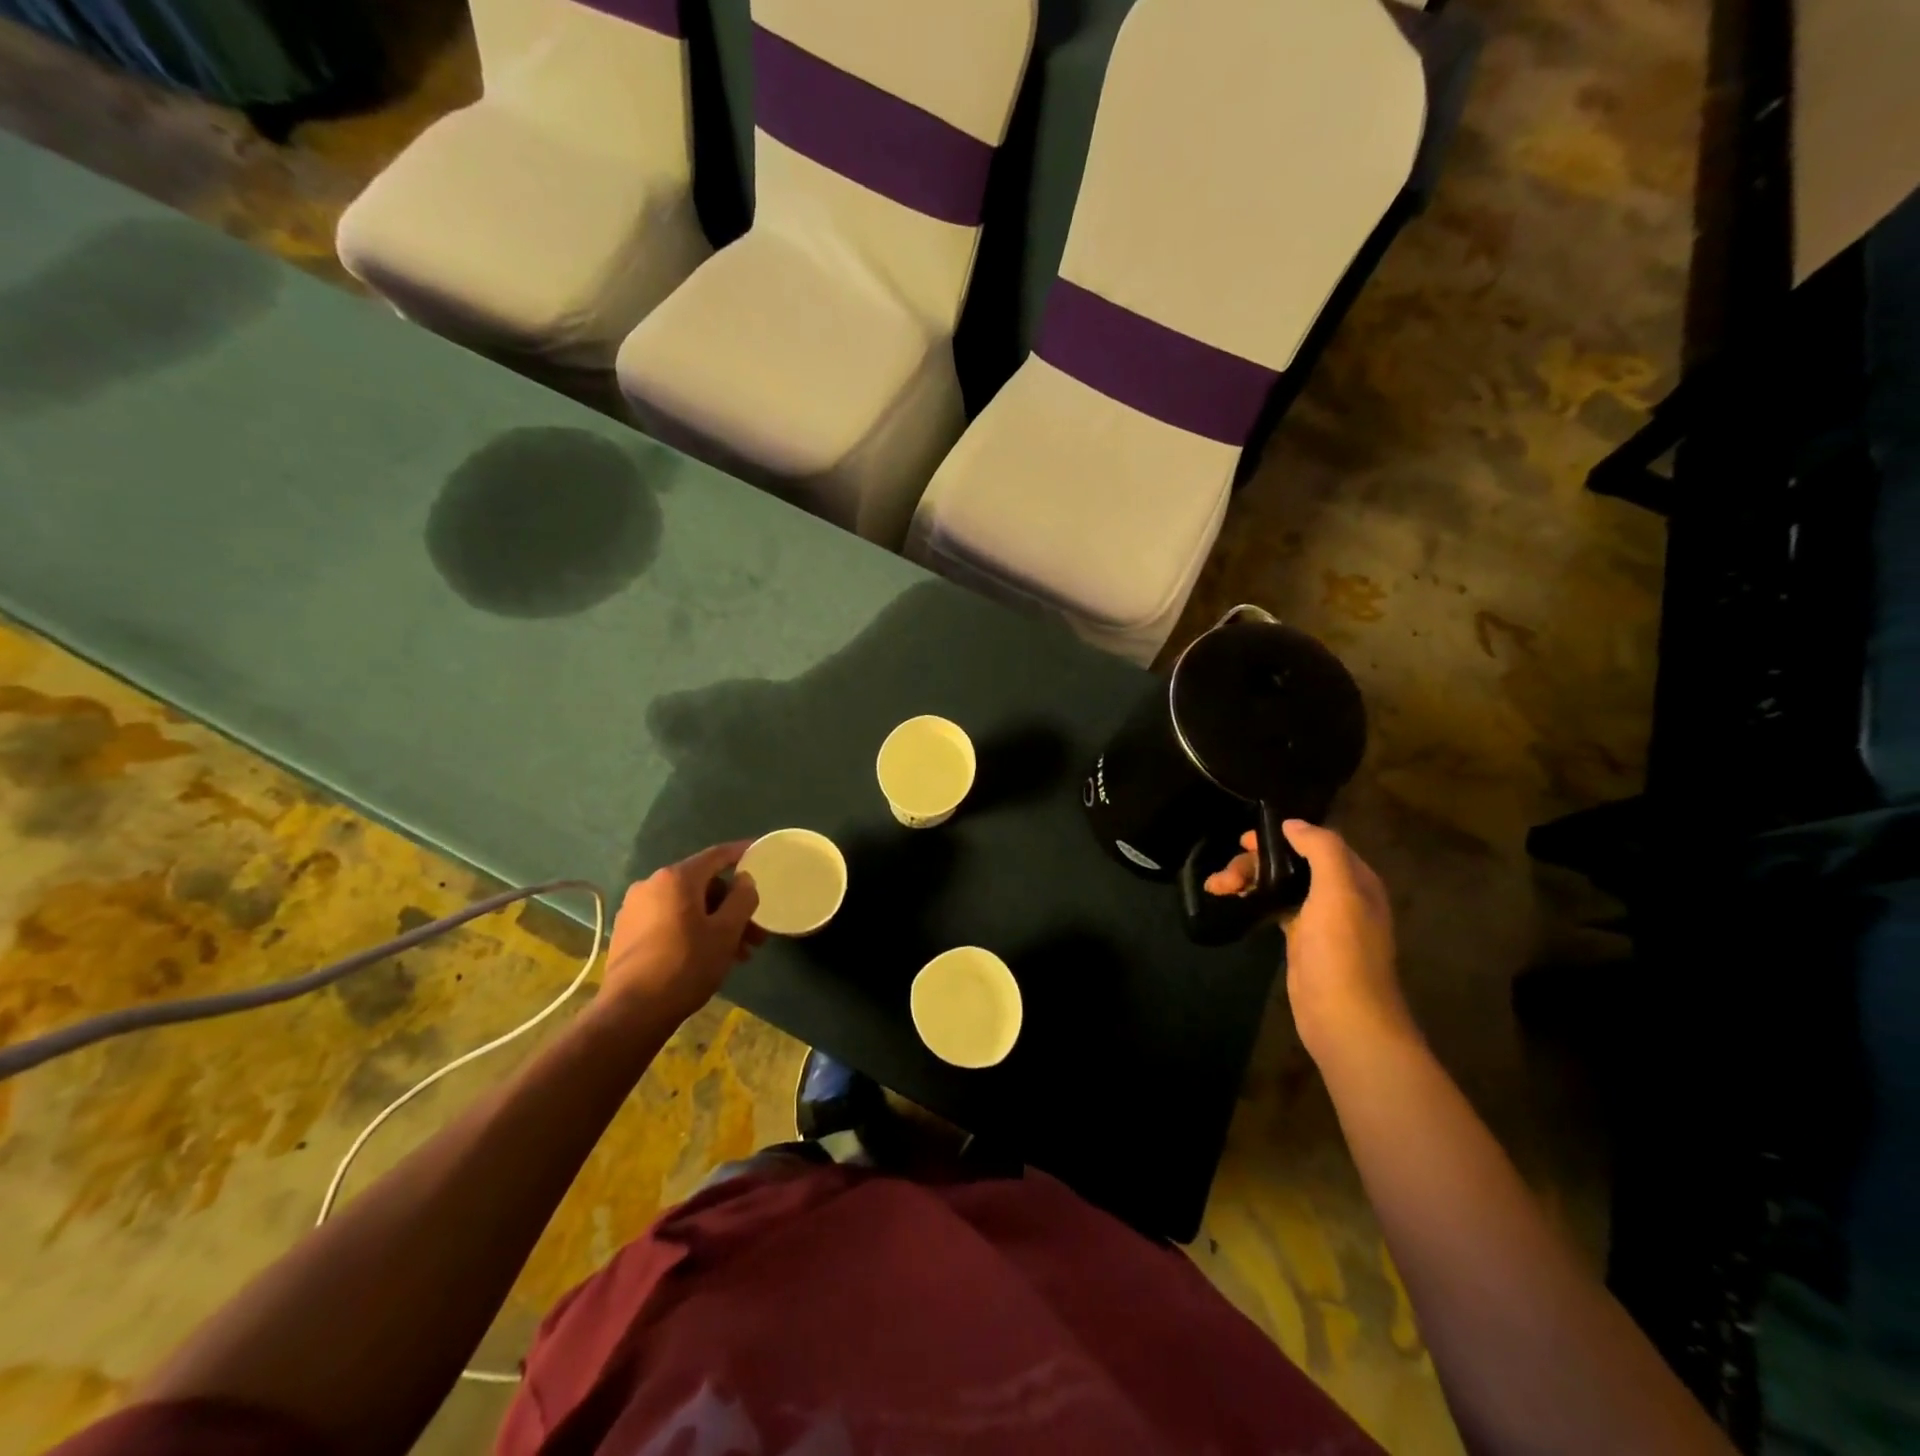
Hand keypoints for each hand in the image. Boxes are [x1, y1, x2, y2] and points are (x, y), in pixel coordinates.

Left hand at [598, 842, 764, 1025]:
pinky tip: (707, 956)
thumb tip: (744, 880)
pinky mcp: (626, 932)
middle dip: (732, 906)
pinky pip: (668, 920)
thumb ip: (741, 899)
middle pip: (702, 886)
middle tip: (754, 933)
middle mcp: (651, 885)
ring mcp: (634, 909)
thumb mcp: (726, 932)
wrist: (631, 1013)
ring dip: (715, 923)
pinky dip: (692, 930)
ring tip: (736, 953)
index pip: (716, 855)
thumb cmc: (686, 966)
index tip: (759, 852)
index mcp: (676, 878)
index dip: (741, 853)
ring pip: (687, 907)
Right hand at [1205, 820, 1414, 1065]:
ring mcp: (1320, 919)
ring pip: (1279, 885)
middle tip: (1224, 876)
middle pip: (1292, 863)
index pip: (1316, 842)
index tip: (1245, 840)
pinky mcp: (1302, 941)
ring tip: (1216, 888)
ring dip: (1248, 880)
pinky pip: (1274, 907)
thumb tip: (1291, 824)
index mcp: (1355, 879)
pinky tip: (1233, 902)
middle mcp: (1341, 894)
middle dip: (1255, 863)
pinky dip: (1253, 900)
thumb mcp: (1338, 891)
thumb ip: (1321, 849)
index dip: (1281, 836)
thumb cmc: (1342, 951)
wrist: (1344, 1018)